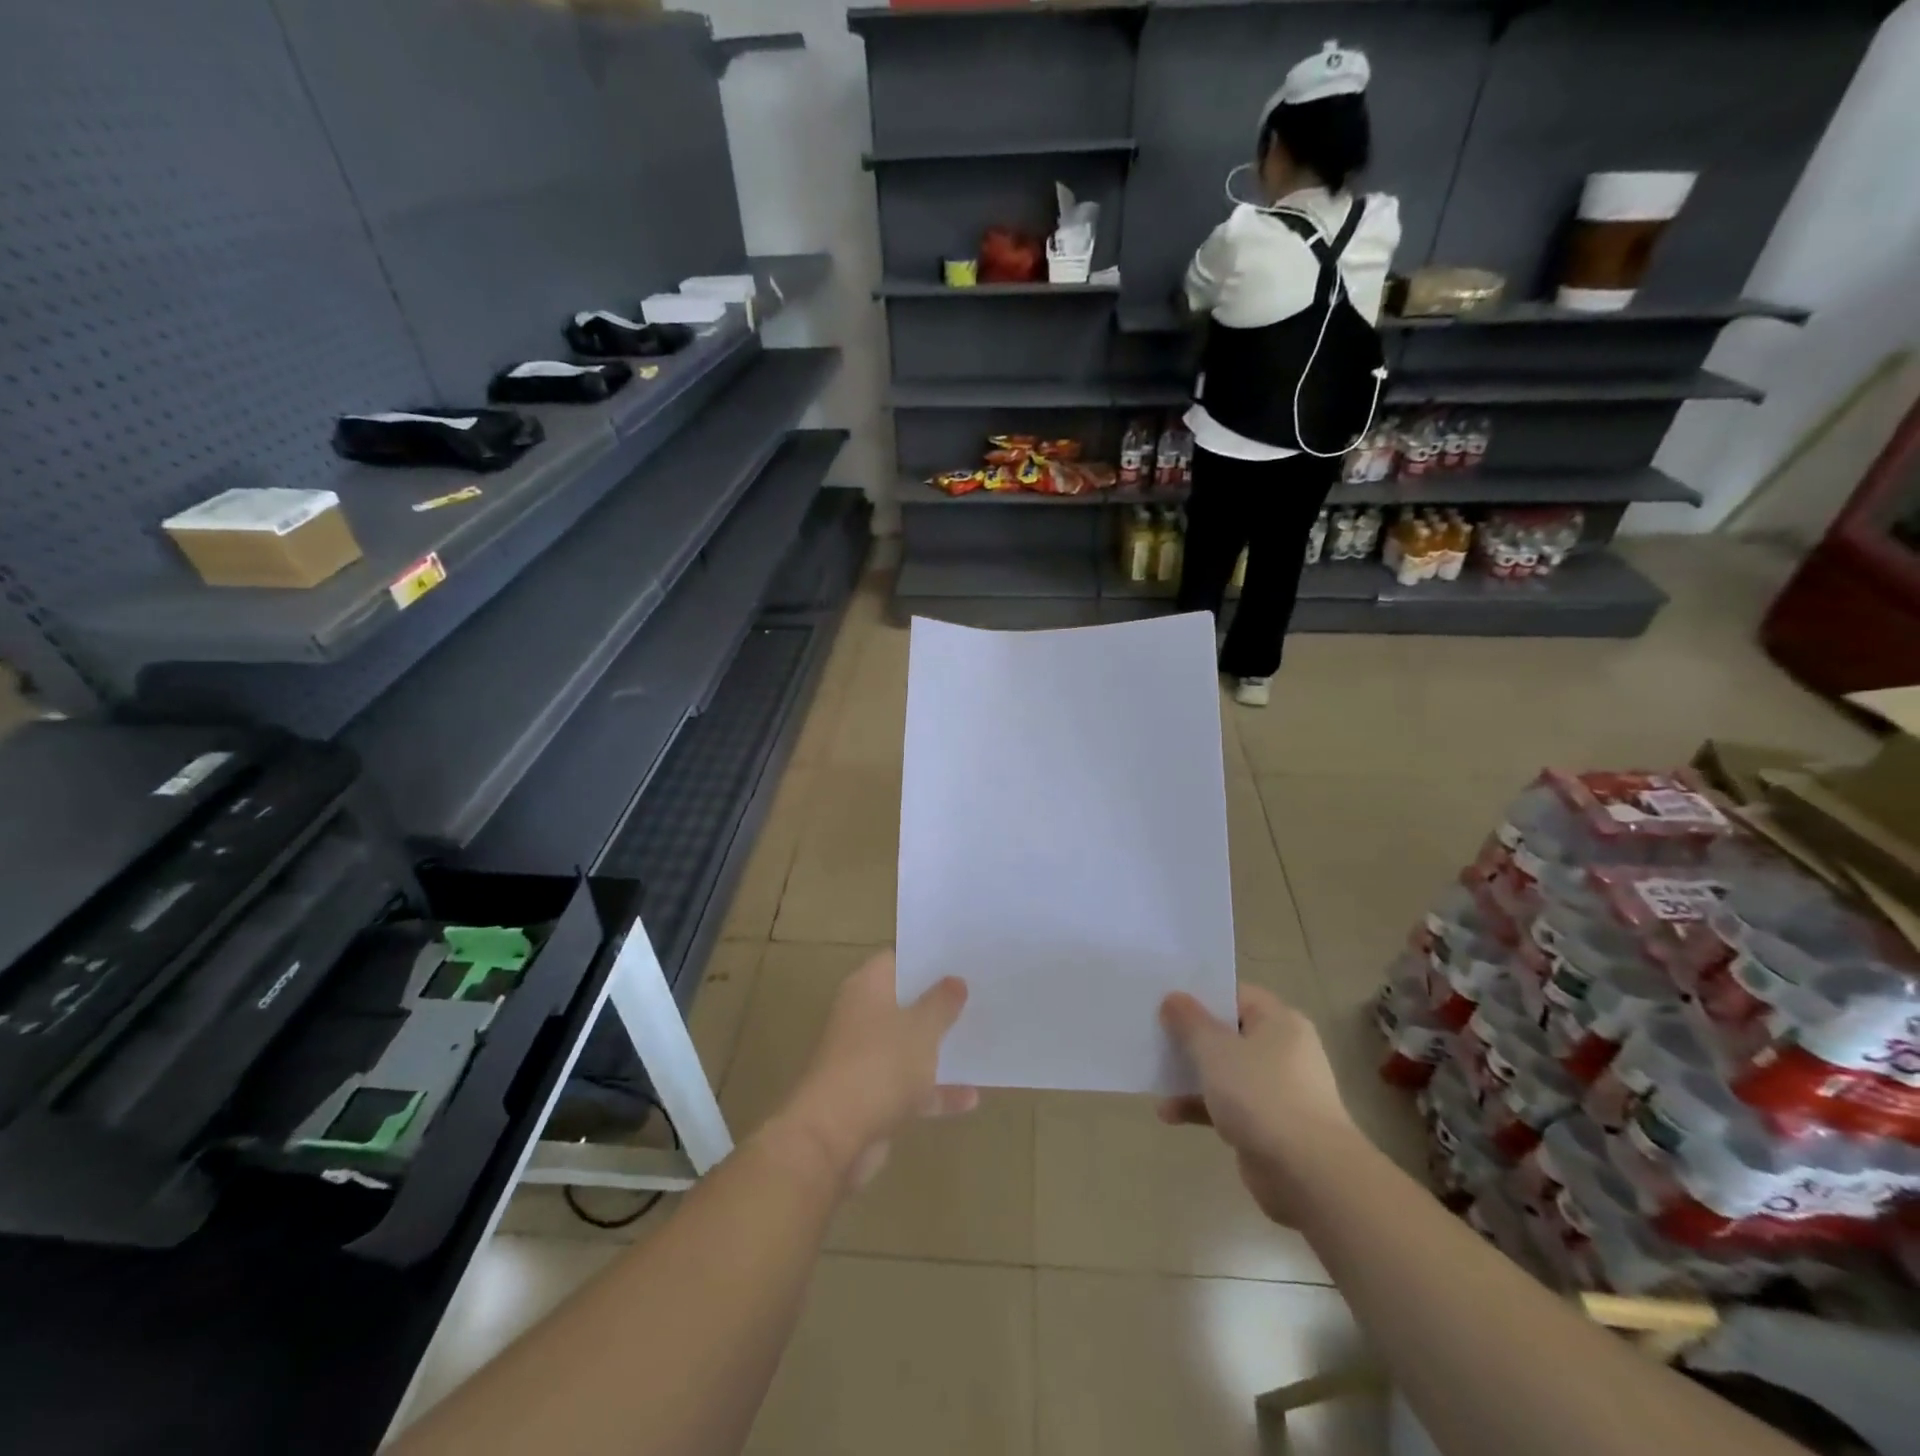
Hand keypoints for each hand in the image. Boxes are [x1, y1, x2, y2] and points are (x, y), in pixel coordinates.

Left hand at [771, 951, 977, 1188]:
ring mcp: (864, 1057)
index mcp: (867, 987)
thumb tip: (954, 980)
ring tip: (980, 1037)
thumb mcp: (922, 1028)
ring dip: (937, 1046)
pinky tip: (971, 1098)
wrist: (833, 1138)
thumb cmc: (880, 1065)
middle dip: (938, 1001)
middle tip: (980, 992)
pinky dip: (935, 1090)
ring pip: (907, 1044)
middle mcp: (862, 1015)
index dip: (928, 956)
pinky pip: (909, 1085)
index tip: (962, 956)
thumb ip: (942, 1002)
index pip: (898, 958)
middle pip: (904, 1001)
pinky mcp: (870, 1096)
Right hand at [1157, 984, 1362, 1225]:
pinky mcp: (1269, 1125)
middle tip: (1153, 1032)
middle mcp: (1282, 1050)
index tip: (1165, 998)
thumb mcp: (1215, 1050)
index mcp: (1279, 1021)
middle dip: (1190, 1036)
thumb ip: (1190, 1021)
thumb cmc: (1262, 1096)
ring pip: (1225, 1071)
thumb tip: (1173, 997)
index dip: (1200, 994)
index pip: (1235, 994)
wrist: (1309, 1175)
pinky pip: (1228, 1105)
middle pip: (1228, 1033)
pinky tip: (1168, 1114)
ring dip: (1191, 1074)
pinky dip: (1201, 1106)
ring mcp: (1277, 1089)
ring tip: (1155, 1075)